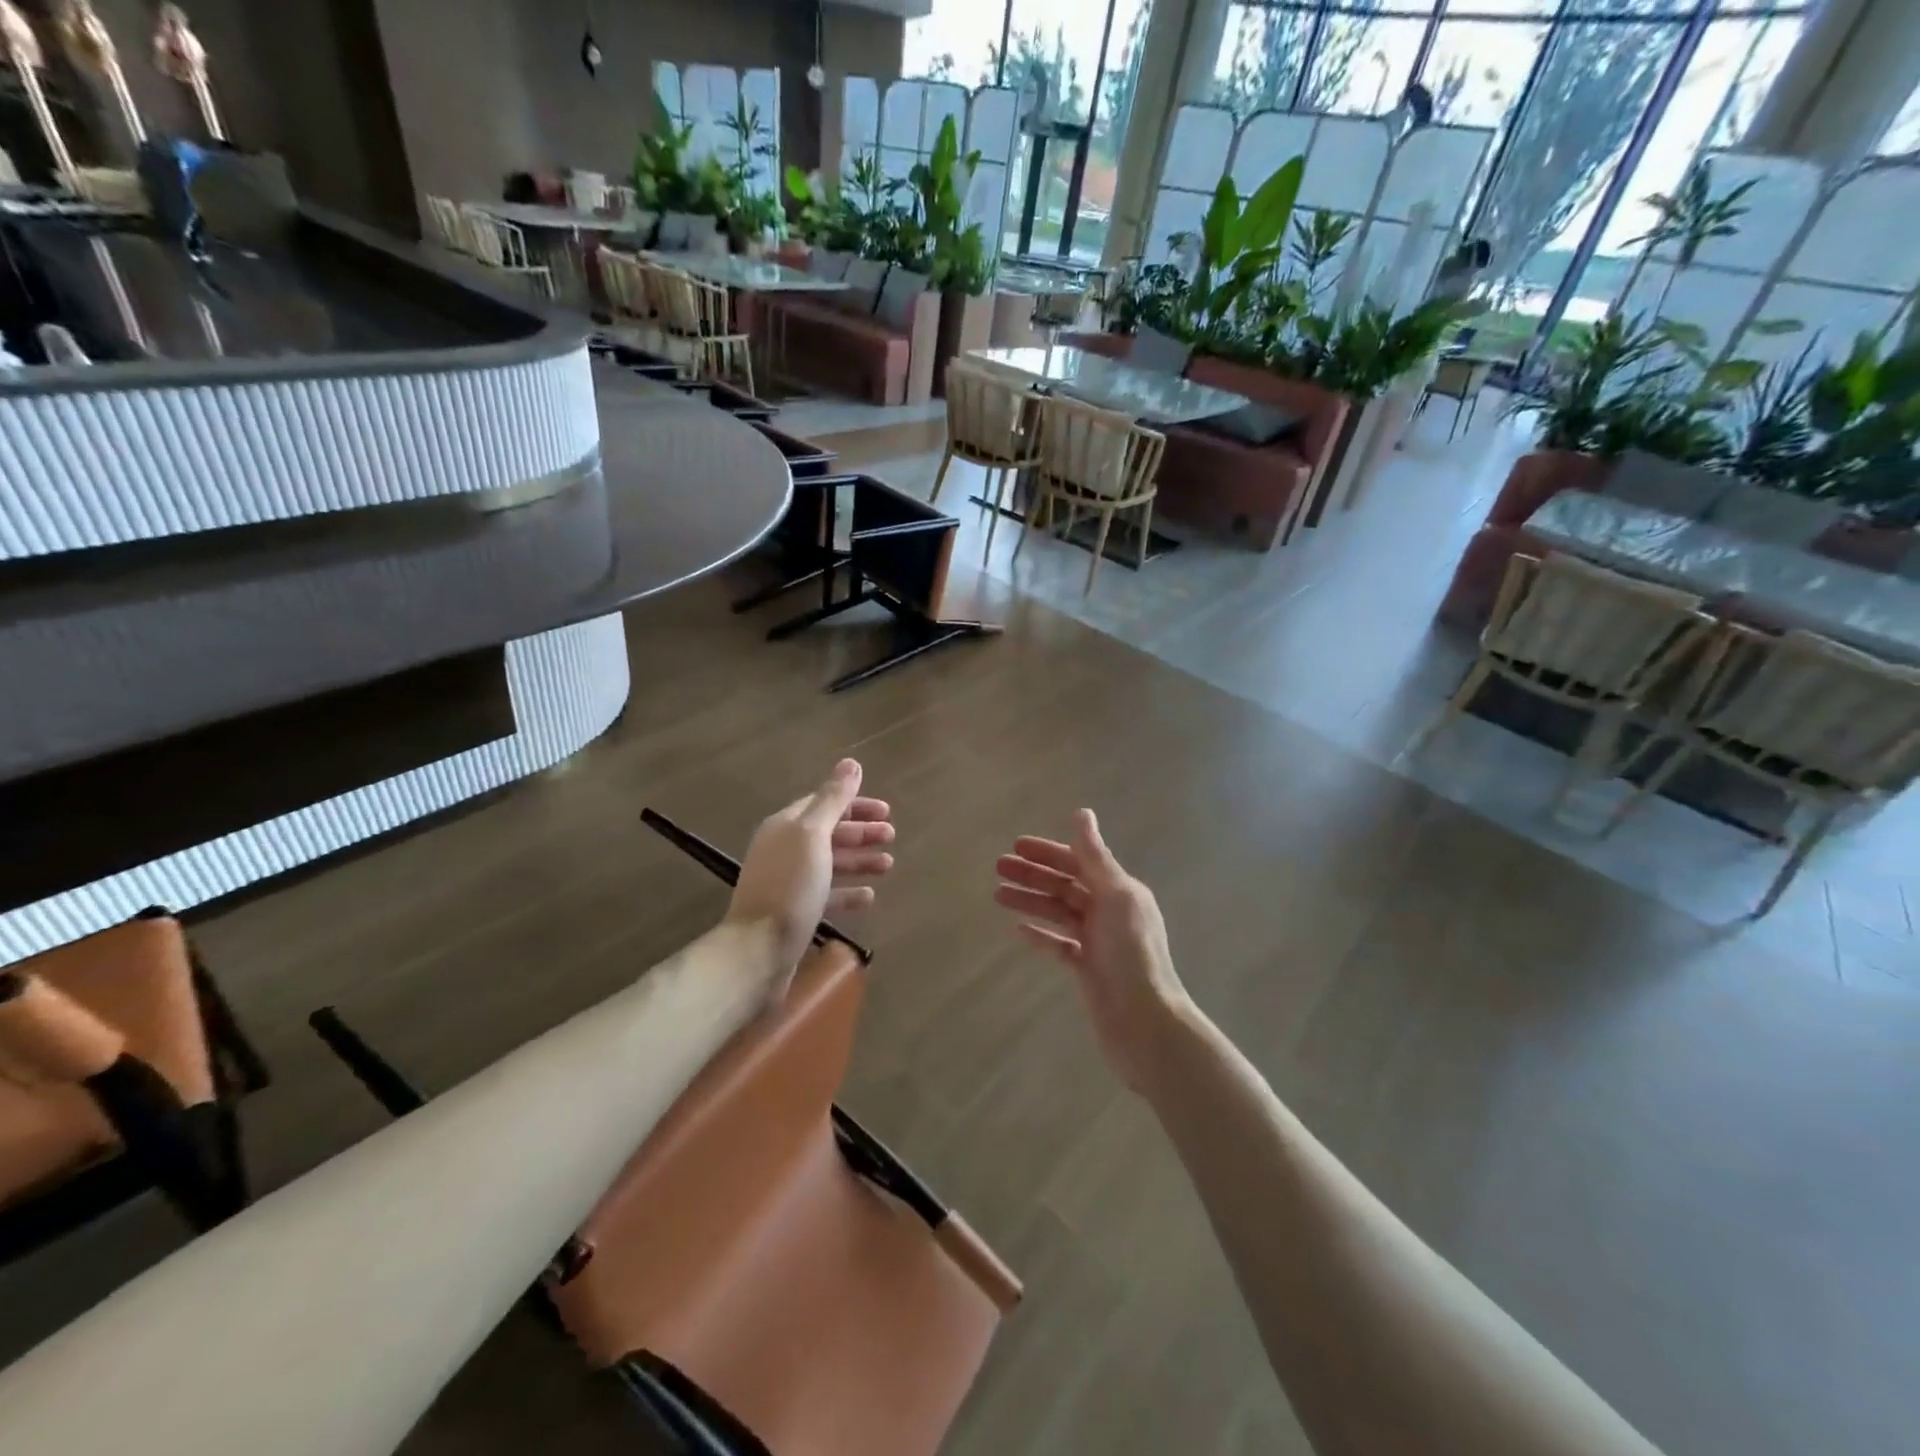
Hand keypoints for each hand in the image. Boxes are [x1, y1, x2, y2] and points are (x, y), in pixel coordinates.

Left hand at [726, 759, 893, 993]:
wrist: (757, 950)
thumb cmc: (789, 886)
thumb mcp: (813, 835)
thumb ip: (833, 799)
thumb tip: (851, 763)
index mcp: (786, 826)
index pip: (823, 803)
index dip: (855, 803)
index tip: (886, 810)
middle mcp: (785, 849)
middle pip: (828, 832)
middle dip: (860, 831)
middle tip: (892, 836)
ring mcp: (789, 882)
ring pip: (830, 863)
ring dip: (859, 860)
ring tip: (888, 865)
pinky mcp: (795, 912)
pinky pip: (827, 894)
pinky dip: (848, 891)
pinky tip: (869, 896)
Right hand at [994, 809, 1188, 1091]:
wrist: (1144, 1020)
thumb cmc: (1131, 952)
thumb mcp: (1115, 896)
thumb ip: (1095, 856)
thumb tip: (1082, 812)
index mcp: (1120, 890)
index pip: (1079, 862)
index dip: (1048, 852)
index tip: (1016, 845)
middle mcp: (1110, 911)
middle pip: (1065, 886)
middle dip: (1033, 875)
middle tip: (998, 867)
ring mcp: (1098, 941)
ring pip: (1059, 913)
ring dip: (1030, 901)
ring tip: (998, 896)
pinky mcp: (1088, 969)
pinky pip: (1060, 945)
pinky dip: (1041, 935)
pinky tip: (1019, 930)